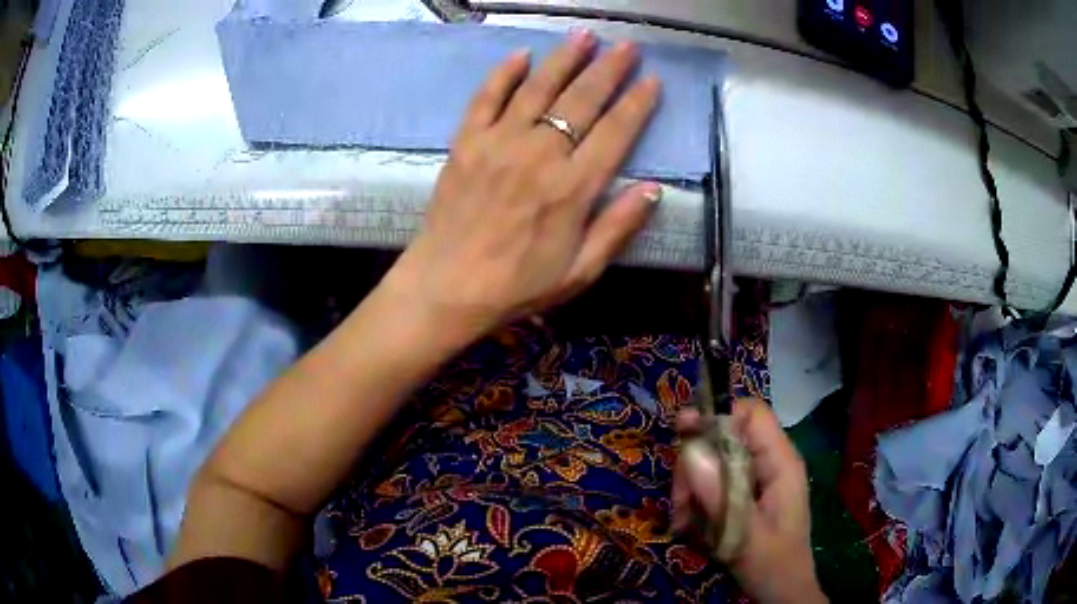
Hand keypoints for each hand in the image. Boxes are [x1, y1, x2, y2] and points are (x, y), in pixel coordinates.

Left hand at [385, 31, 662, 346]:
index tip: (652, 80)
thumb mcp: (580, 271)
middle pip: (582, 100)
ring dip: (564, 58)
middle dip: (609, 69)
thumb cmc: (517, 286)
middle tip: (627, 46)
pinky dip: (503, 73)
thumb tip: (654, 189)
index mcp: (573, 188)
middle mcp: (539, 154)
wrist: (447, 287)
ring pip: (538, 88)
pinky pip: (486, 97)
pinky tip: (521, 54)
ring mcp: (499, 143)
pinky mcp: (466, 142)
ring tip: (585, 35)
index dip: (638, 103)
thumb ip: (617, 227)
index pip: (616, 132)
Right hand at [673, 399, 825, 603]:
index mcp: (781, 462)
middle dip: (696, 463)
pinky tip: (688, 524)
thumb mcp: (745, 534)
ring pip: (714, 460)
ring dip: (691, 486)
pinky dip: (696, 499)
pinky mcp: (745, 493)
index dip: (718, 415)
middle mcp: (770, 462)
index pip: (752, 414)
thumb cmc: (773, 564)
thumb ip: (720, 496)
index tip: (682, 432)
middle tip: (680, 501)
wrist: (783, 591)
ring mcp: (757, 477)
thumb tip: (690, 451)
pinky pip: (714, 481)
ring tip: (681, 520)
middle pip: (725, 437)